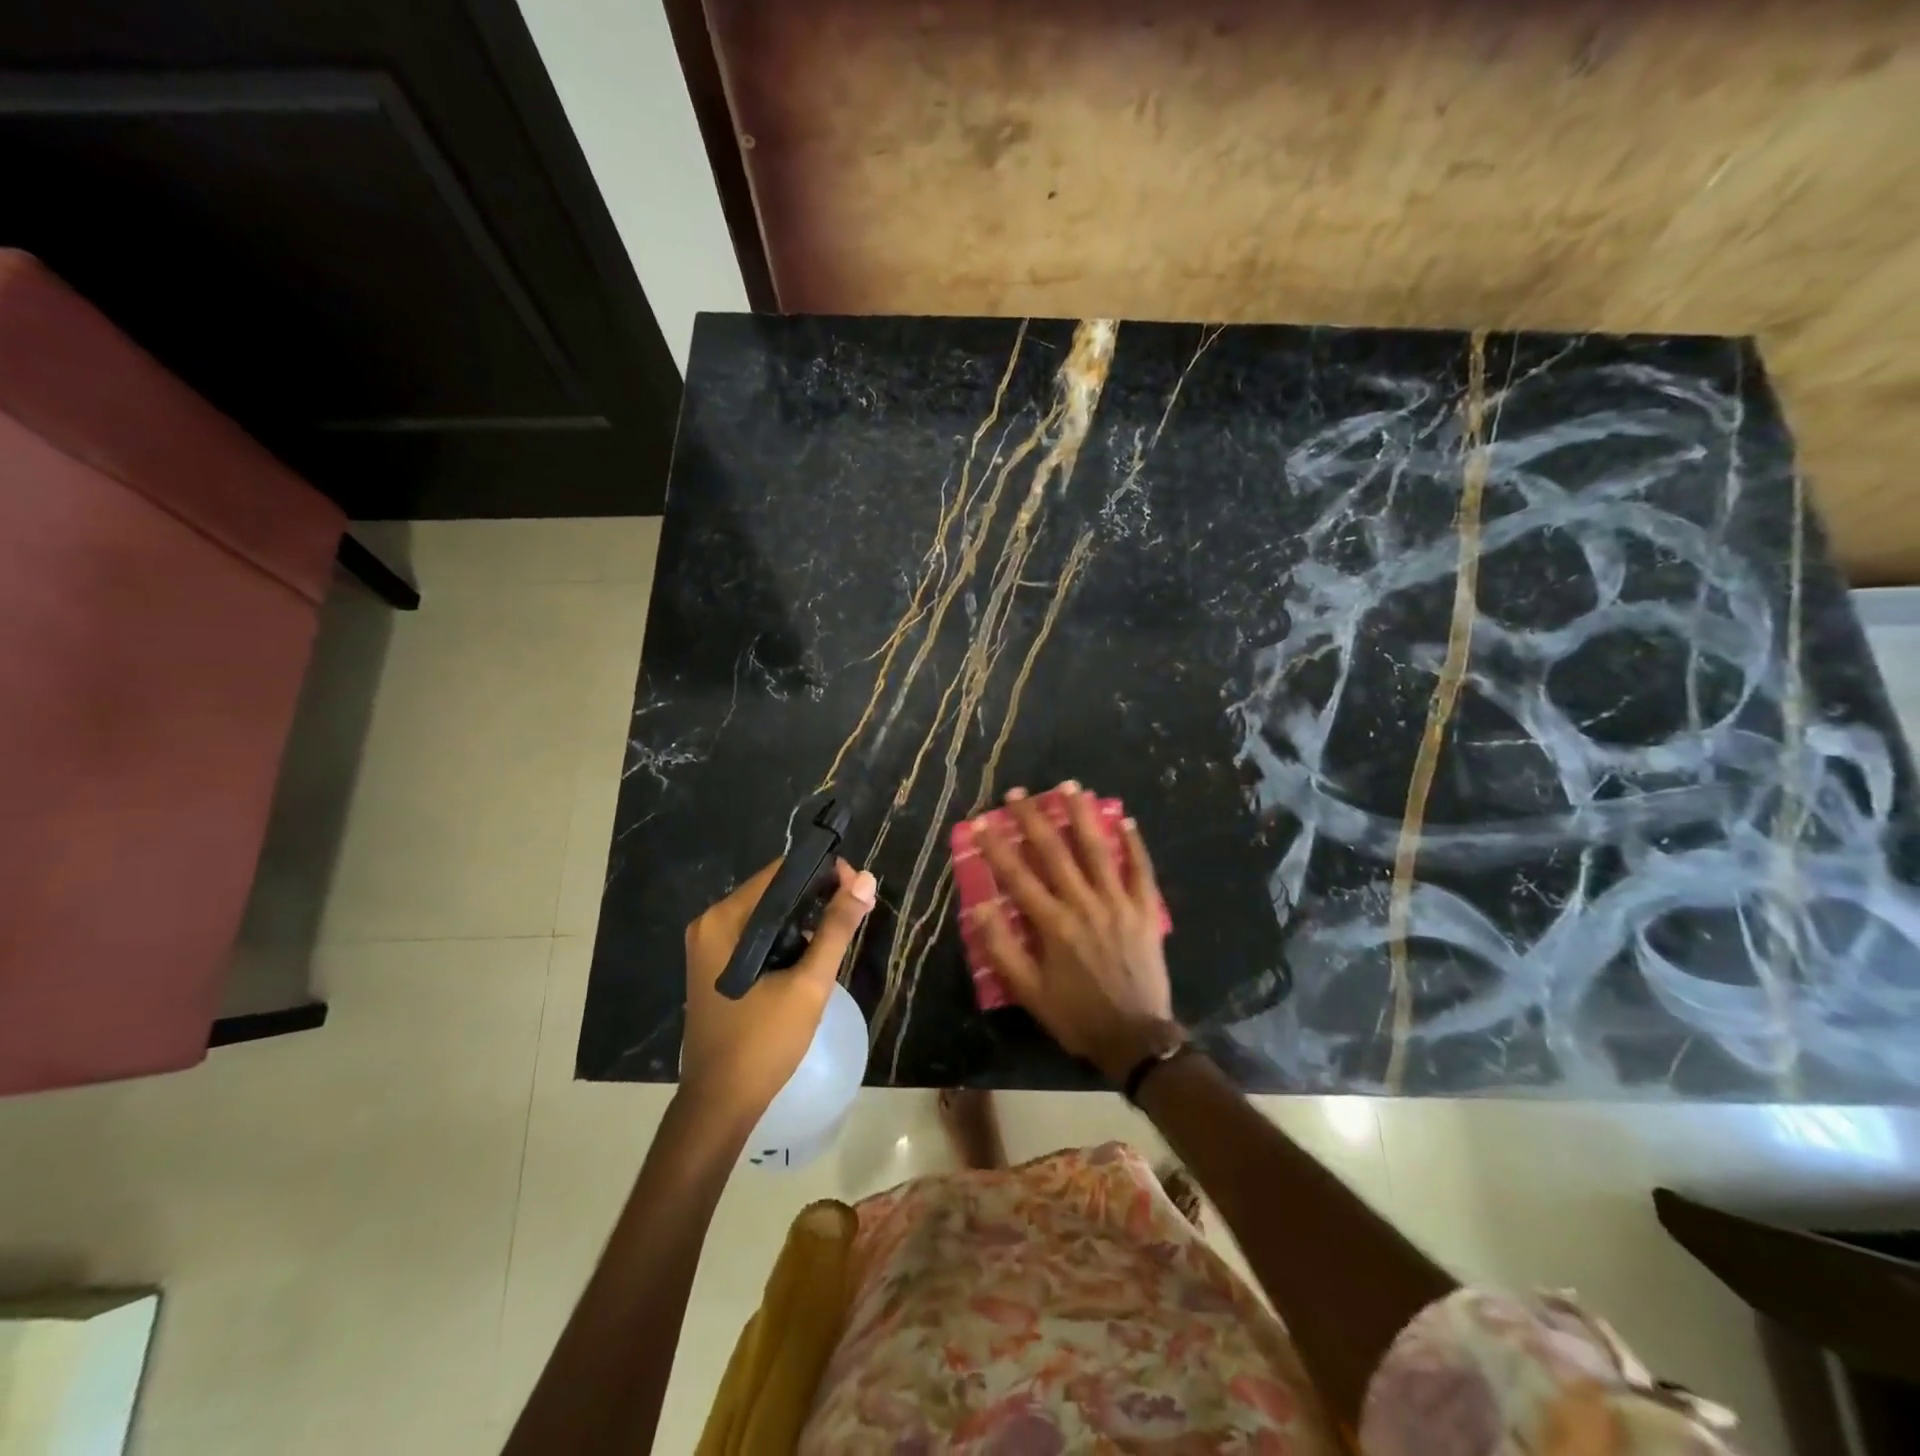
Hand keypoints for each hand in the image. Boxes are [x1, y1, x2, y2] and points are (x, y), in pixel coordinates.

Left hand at [681, 858, 876, 1127]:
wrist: (720, 1105)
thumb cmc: (763, 1042)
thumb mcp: (809, 983)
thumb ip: (836, 928)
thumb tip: (865, 879)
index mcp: (724, 920)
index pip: (780, 873)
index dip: (823, 873)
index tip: (858, 888)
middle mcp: (711, 924)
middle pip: (774, 891)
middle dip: (817, 896)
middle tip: (857, 910)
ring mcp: (710, 946)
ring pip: (768, 914)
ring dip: (804, 919)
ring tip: (841, 931)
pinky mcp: (717, 966)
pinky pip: (758, 936)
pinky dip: (786, 938)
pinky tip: (812, 953)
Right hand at [972, 783, 1176, 1081]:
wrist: (1135, 1038)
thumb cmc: (1076, 1015)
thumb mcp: (1029, 992)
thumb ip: (1003, 949)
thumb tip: (978, 908)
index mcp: (1053, 924)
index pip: (1018, 876)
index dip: (996, 847)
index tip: (980, 822)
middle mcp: (1084, 904)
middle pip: (1055, 852)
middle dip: (1033, 819)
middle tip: (1018, 792)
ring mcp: (1119, 904)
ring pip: (1098, 850)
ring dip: (1082, 816)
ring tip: (1070, 786)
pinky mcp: (1145, 911)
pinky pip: (1141, 871)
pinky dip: (1134, 845)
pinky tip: (1126, 820)